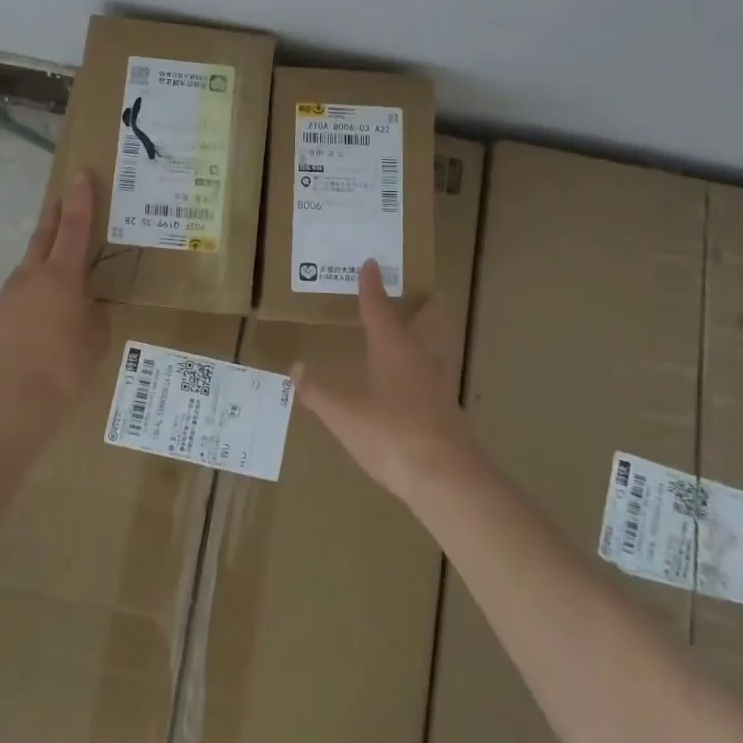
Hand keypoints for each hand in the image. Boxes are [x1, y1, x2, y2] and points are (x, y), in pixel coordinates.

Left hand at [0, 170, 107, 441]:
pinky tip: (36, 327)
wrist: (5, 406)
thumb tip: (87, 308)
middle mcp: (30, 278)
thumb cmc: (62, 371)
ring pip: (27, 271)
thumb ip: (93, 315)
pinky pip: (15, 302)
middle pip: (44, 236)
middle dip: (54, 215)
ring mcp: (5, 298)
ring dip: (42, 264)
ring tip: (57, 278)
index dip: (80, 200)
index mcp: (62, 277)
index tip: (79, 175)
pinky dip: (28, 302)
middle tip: (61, 199)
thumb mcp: (95, 341)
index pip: (75, 228)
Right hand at [294, 260, 481, 501]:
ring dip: (428, 337)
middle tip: (426, 293)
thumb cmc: (390, 434)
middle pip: (425, 323)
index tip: (371, 264)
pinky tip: (416, 386)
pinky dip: (424, 370)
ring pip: (434, 350)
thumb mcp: (343, 414)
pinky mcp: (447, 412)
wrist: (446, 478)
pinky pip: (434, 378)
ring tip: (417, 335)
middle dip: (424, 307)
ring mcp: (438, 385)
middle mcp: (419, 358)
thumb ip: (318, 391)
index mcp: (392, 347)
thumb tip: (296, 367)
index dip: (372, 286)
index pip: (379, 308)